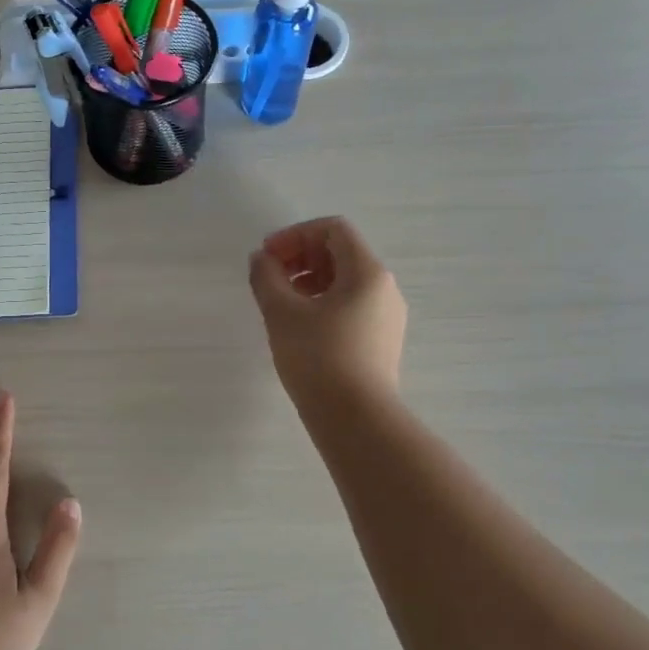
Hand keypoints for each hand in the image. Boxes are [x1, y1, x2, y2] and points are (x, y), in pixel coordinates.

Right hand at [249, 217, 407, 404]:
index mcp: (367, 272)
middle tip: (270, 277)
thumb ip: (266, 277)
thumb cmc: (318, 358)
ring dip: (310, 280)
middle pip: (342, 252)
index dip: (295, 235)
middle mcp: (384, 288)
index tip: (268, 256)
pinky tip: (301, 326)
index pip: (333, 229)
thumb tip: (261, 259)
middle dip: (302, 256)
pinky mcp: (382, 341)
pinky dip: (324, 302)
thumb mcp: (282, 313)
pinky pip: (352, 305)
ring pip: (346, 281)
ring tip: (281, 303)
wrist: (357, 420)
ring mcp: (387, 316)